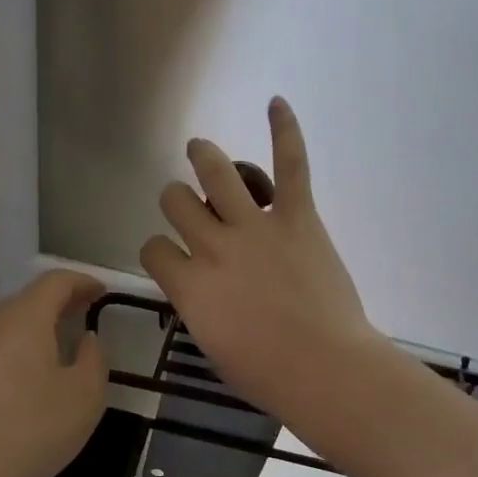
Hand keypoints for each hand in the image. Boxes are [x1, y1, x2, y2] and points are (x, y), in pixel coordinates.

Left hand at [0, 270, 108, 476]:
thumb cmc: (32, 428)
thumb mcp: (85, 396)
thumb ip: (94, 359)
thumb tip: (86, 340)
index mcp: (24, 318)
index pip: (55, 281)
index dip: (82, 282)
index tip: (102, 293)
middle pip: (28, 301)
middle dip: (60, 304)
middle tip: (84, 316)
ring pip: (9, 327)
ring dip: (37, 330)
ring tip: (60, 349)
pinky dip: (18, 353)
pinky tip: (30, 381)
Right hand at [141, 98, 385, 419]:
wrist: (324, 368)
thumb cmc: (267, 374)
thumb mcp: (214, 346)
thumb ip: (200, 309)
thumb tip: (203, 292)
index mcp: (188, 285)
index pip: (153, 249)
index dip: (158, 250)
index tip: (172, 258)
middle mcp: (213, 247)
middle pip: (176, 202)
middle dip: (176, 200)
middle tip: (188, 205)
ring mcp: (255, 227)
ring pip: (216, 173)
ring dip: (203, 156)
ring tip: (199, 149)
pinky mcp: (297, 217)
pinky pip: (290, 165)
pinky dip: (285, 131)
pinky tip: (276, 103)